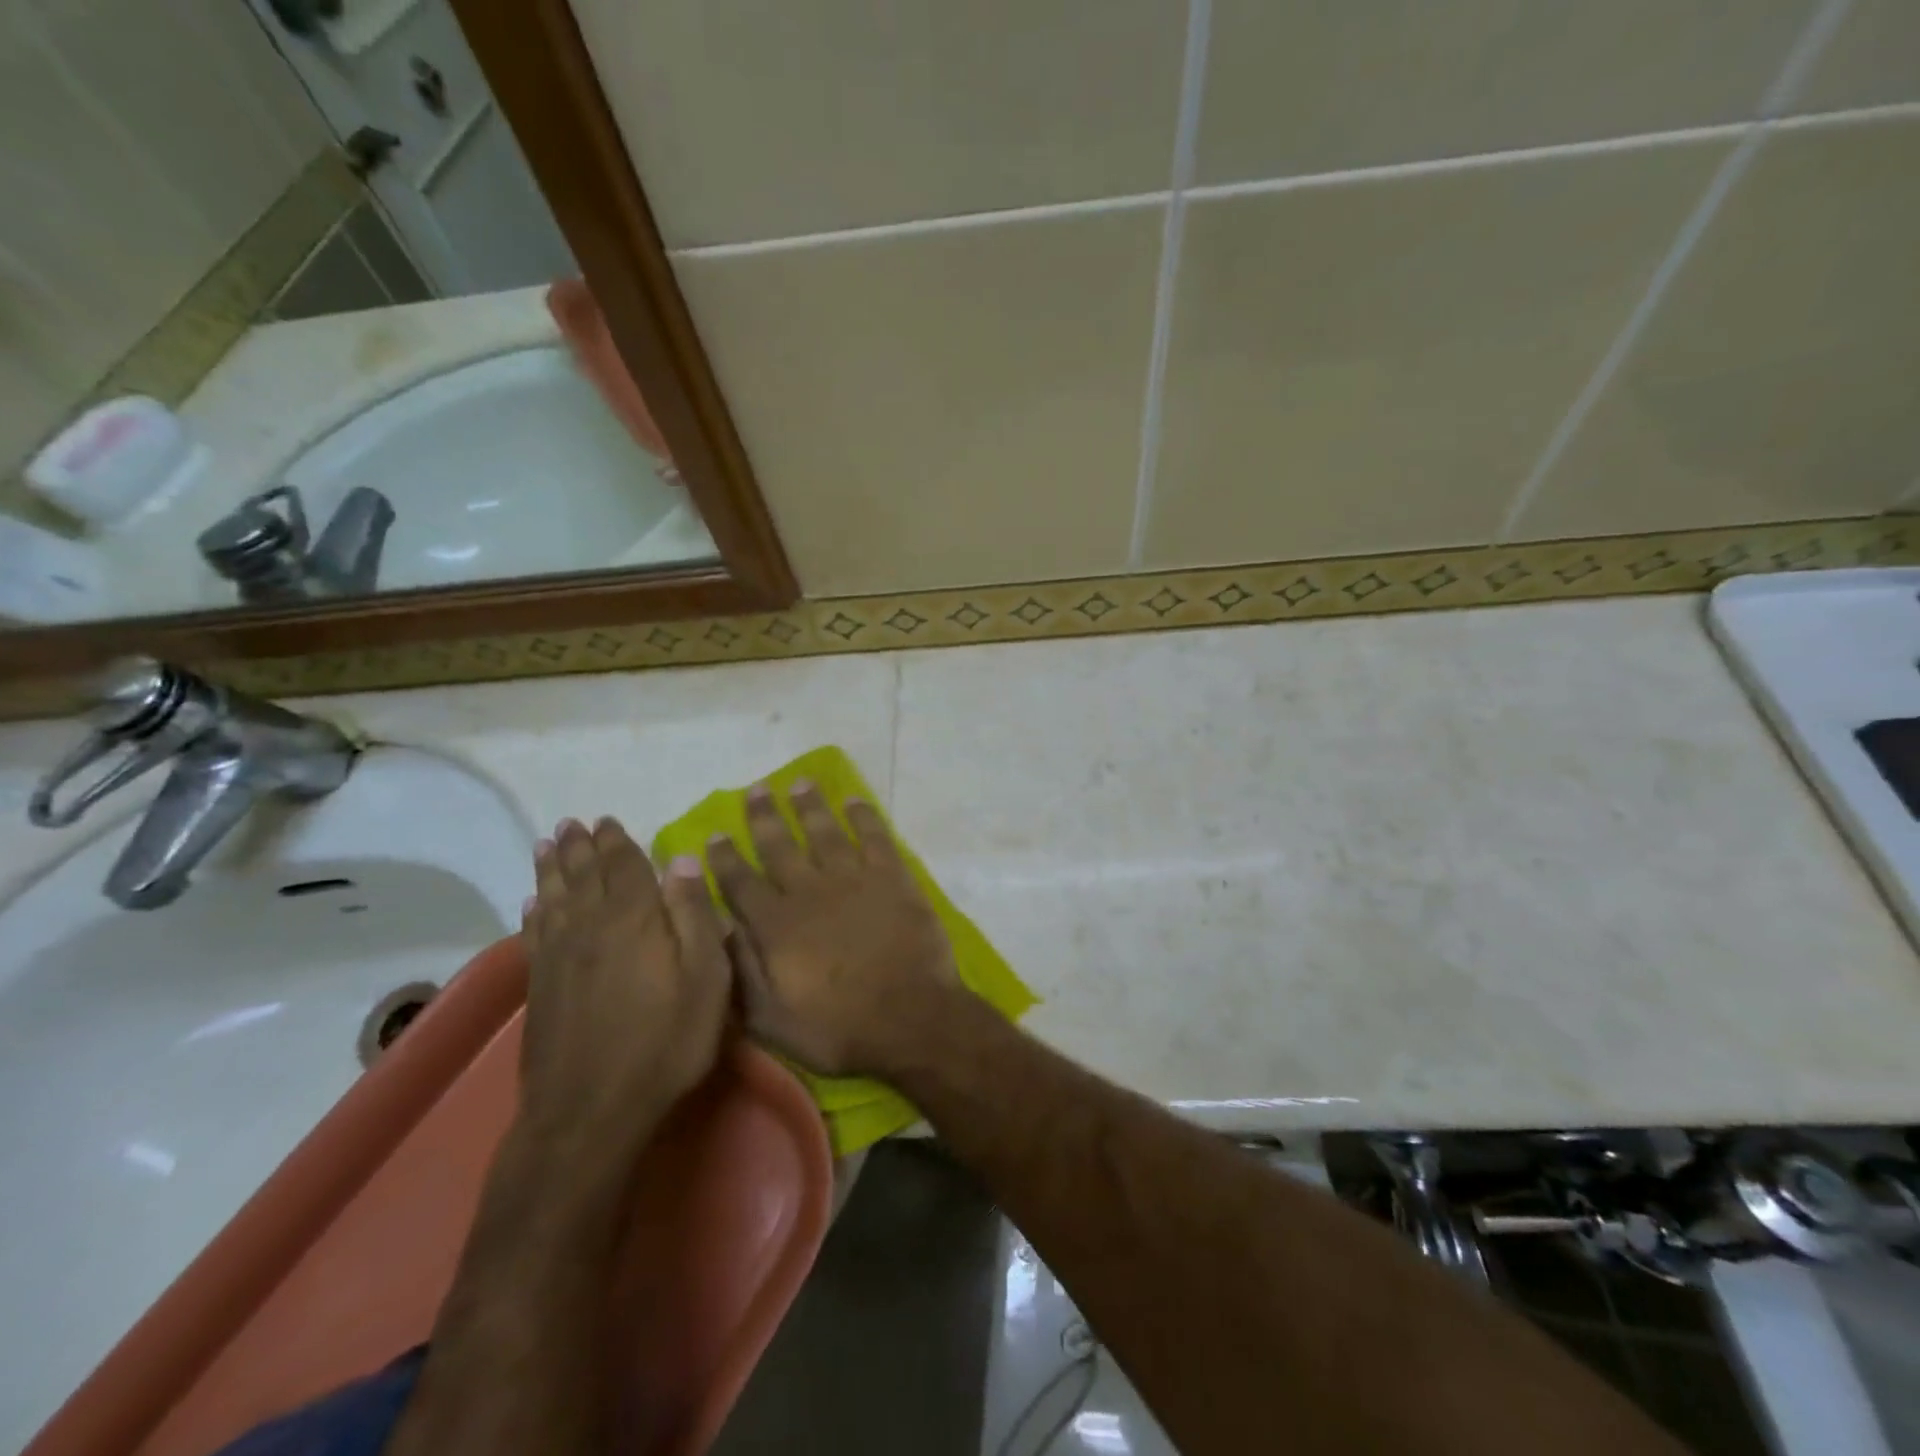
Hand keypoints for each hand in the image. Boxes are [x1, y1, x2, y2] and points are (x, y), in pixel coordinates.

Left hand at [518, 817, 730, 1164]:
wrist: (592, 1111)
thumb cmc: (666, 1042)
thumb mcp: (705, 979)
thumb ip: (695, 916)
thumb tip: (682, 860)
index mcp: (634, 920)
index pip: (624, 867)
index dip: (617, 842)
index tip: (608, 820)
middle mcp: (590, 927)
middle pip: (583, 876)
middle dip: (579, 847)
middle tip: (571, 823)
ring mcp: (559, 958)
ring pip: (553, 899)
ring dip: (551, 869)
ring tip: (547, 845)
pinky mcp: (540, 988)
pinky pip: (534, 934)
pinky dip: (534, 912)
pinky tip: (532, 904)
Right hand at [708, 781, 961, 1078]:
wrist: (910, 1019)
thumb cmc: (838, 1029)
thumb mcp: (772, 1021)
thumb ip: (742, 972)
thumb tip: (722, 929)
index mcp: (777, 926)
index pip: (741, 882)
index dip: (725, 857)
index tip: (715, 833)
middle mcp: (810, 892)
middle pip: (780, 846)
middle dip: (764, 816)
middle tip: (756, 789)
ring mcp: (854, 879)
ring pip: (824, 832)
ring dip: (810, 806)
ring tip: (799, 783)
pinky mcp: (892, 877)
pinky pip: (874, 837)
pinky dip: (864, 816)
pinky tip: (854, 800)